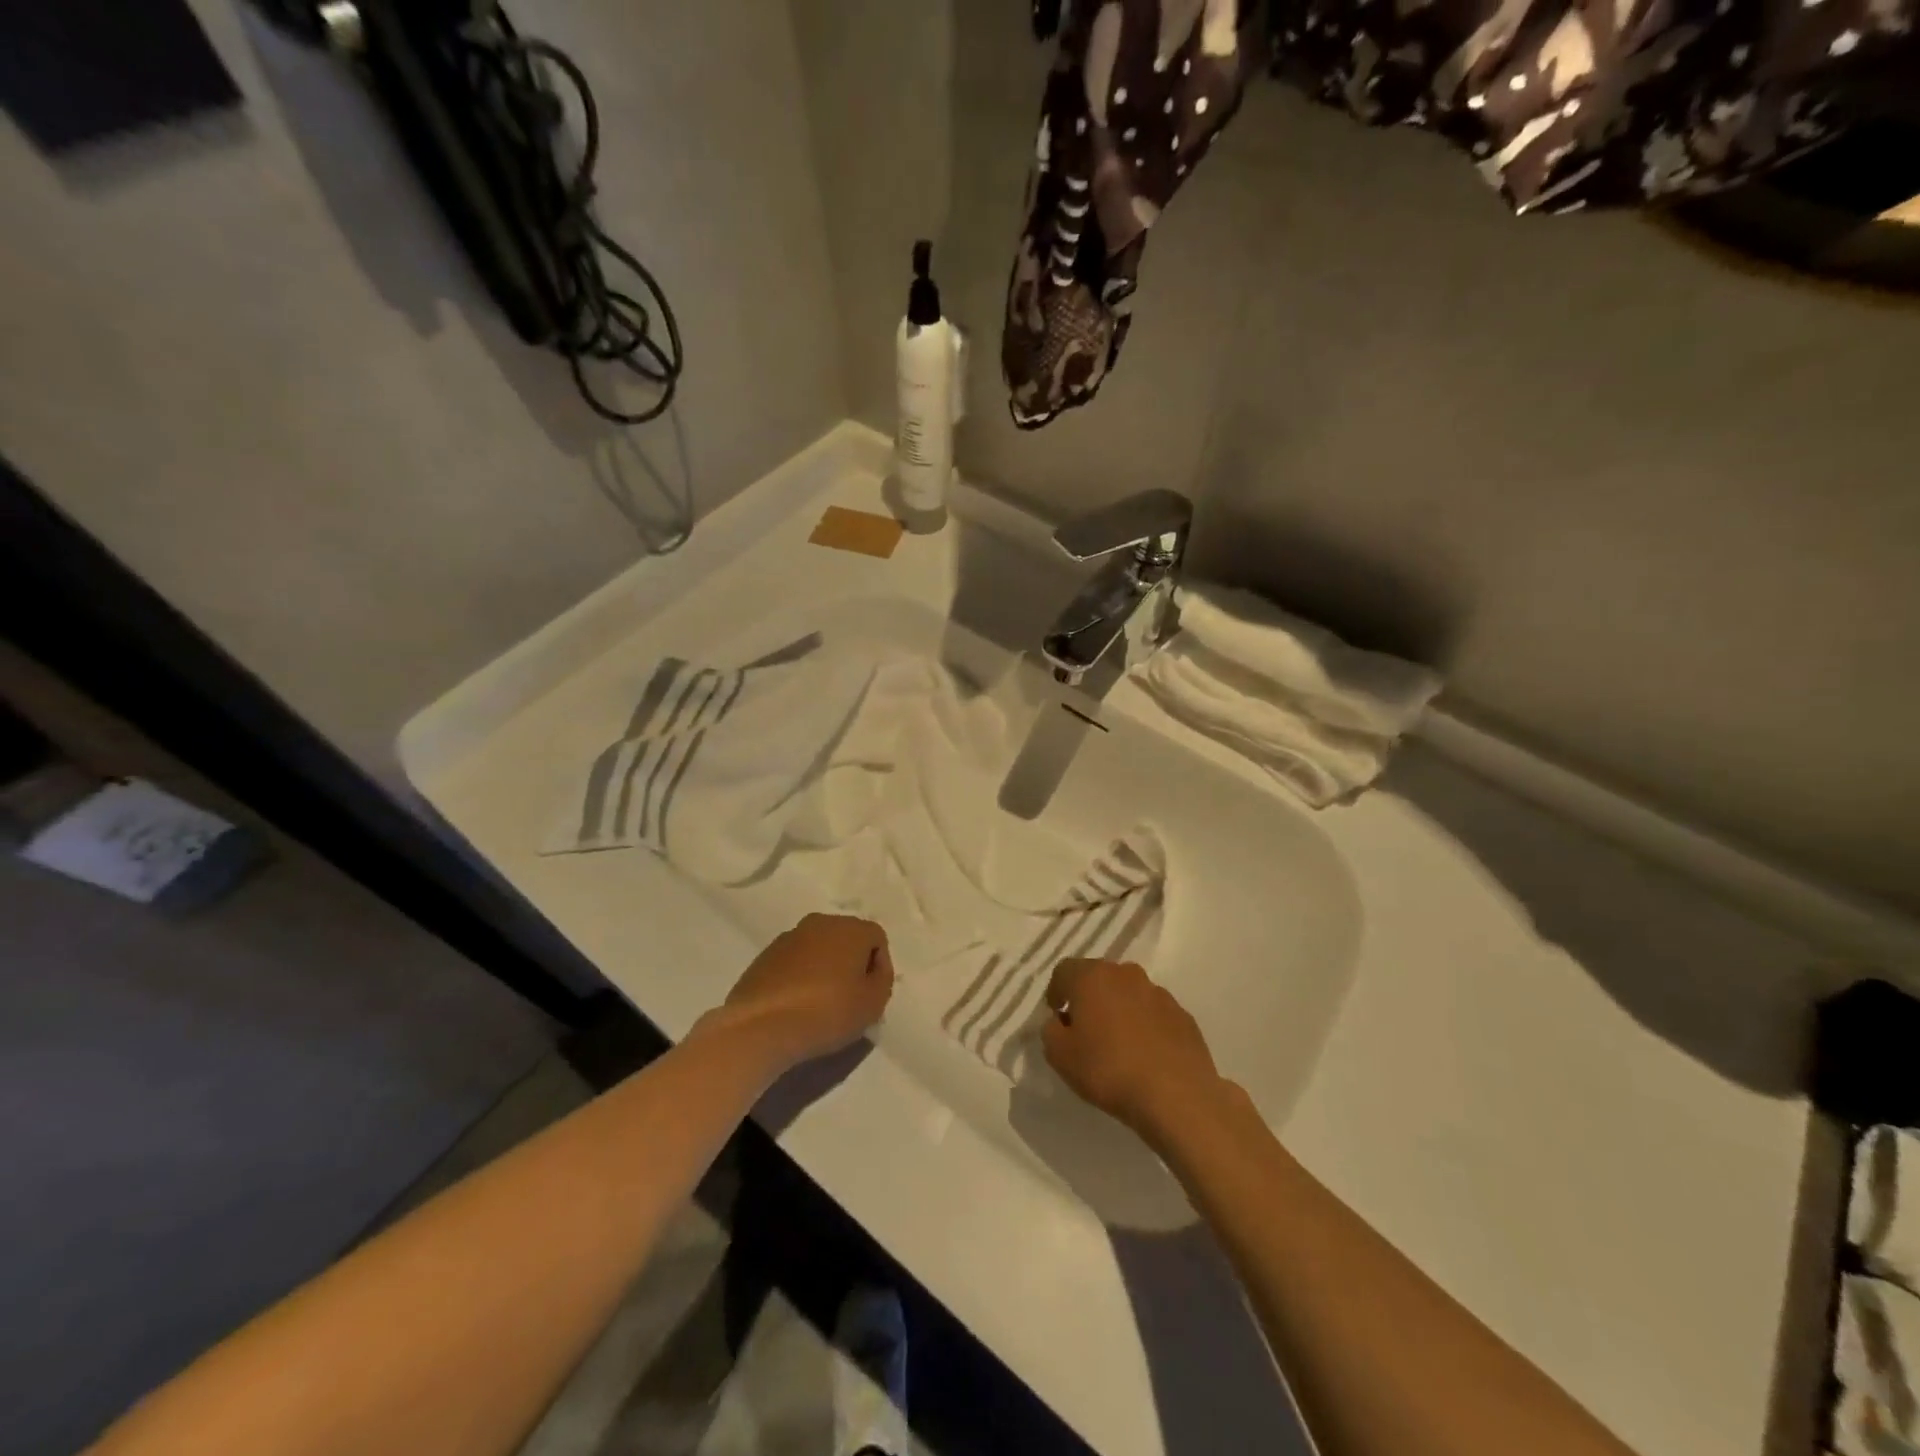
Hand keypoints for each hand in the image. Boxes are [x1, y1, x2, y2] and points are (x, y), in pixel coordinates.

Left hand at [714, 914, 894, 1068]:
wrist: (761, 1026)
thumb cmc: (827, 1012)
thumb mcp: (873, 1004)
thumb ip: (882, 980)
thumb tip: (873, 970)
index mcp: (849, 928)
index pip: (876, 938)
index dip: (880, 966)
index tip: (871, 994)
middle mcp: (819, 923)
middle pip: (846, 939)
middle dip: (851, 964)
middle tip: (849, 998)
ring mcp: (788, 938)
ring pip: (818, 949)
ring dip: (824, 969)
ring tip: (820, 1005)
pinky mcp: (764, 956)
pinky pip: (793, 962)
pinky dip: (799, 977)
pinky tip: (795, 1006)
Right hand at [1042, 959, 1226, 1140]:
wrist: (1176, 1095)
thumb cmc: (1108, 1069)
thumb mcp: (1060, 1056)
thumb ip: (1050, 1031)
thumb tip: (1060, 1021)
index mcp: (1092, 977)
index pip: (1064, 970)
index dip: (1056, 992)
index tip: (1057, 1017)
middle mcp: (1125, 974)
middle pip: (1098, 977)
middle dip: (1088, 998)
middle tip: (1085, 1029)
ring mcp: (1158, 992)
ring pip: (1128, 993)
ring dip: (1119, 1009)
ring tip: (1117, 1044)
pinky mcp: (1183, 1014)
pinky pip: (1154, 1013)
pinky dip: (1145, 1025)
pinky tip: (1145, 1055)